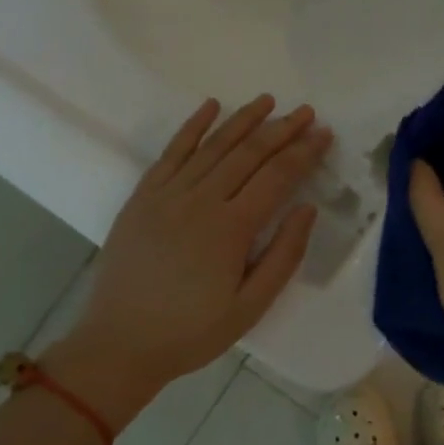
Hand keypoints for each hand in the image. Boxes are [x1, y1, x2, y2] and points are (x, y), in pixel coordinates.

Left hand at [45, 97, 329, 424]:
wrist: (120, 343)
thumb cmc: (192, 332)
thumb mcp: (251, 307)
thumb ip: (283, 255)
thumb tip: (307, 209)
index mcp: (231, 229)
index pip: (276, 177)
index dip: (303, 152)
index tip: (323, 132)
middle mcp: (200, 201)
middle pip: (248, 154)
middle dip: (281, 129)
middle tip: (305, 111)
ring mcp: (167, 195)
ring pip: (212, 146)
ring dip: (242, 120)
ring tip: (267, 101)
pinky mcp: (143, 197)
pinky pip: (171, 152)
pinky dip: (192, 127)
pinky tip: (210, 107)